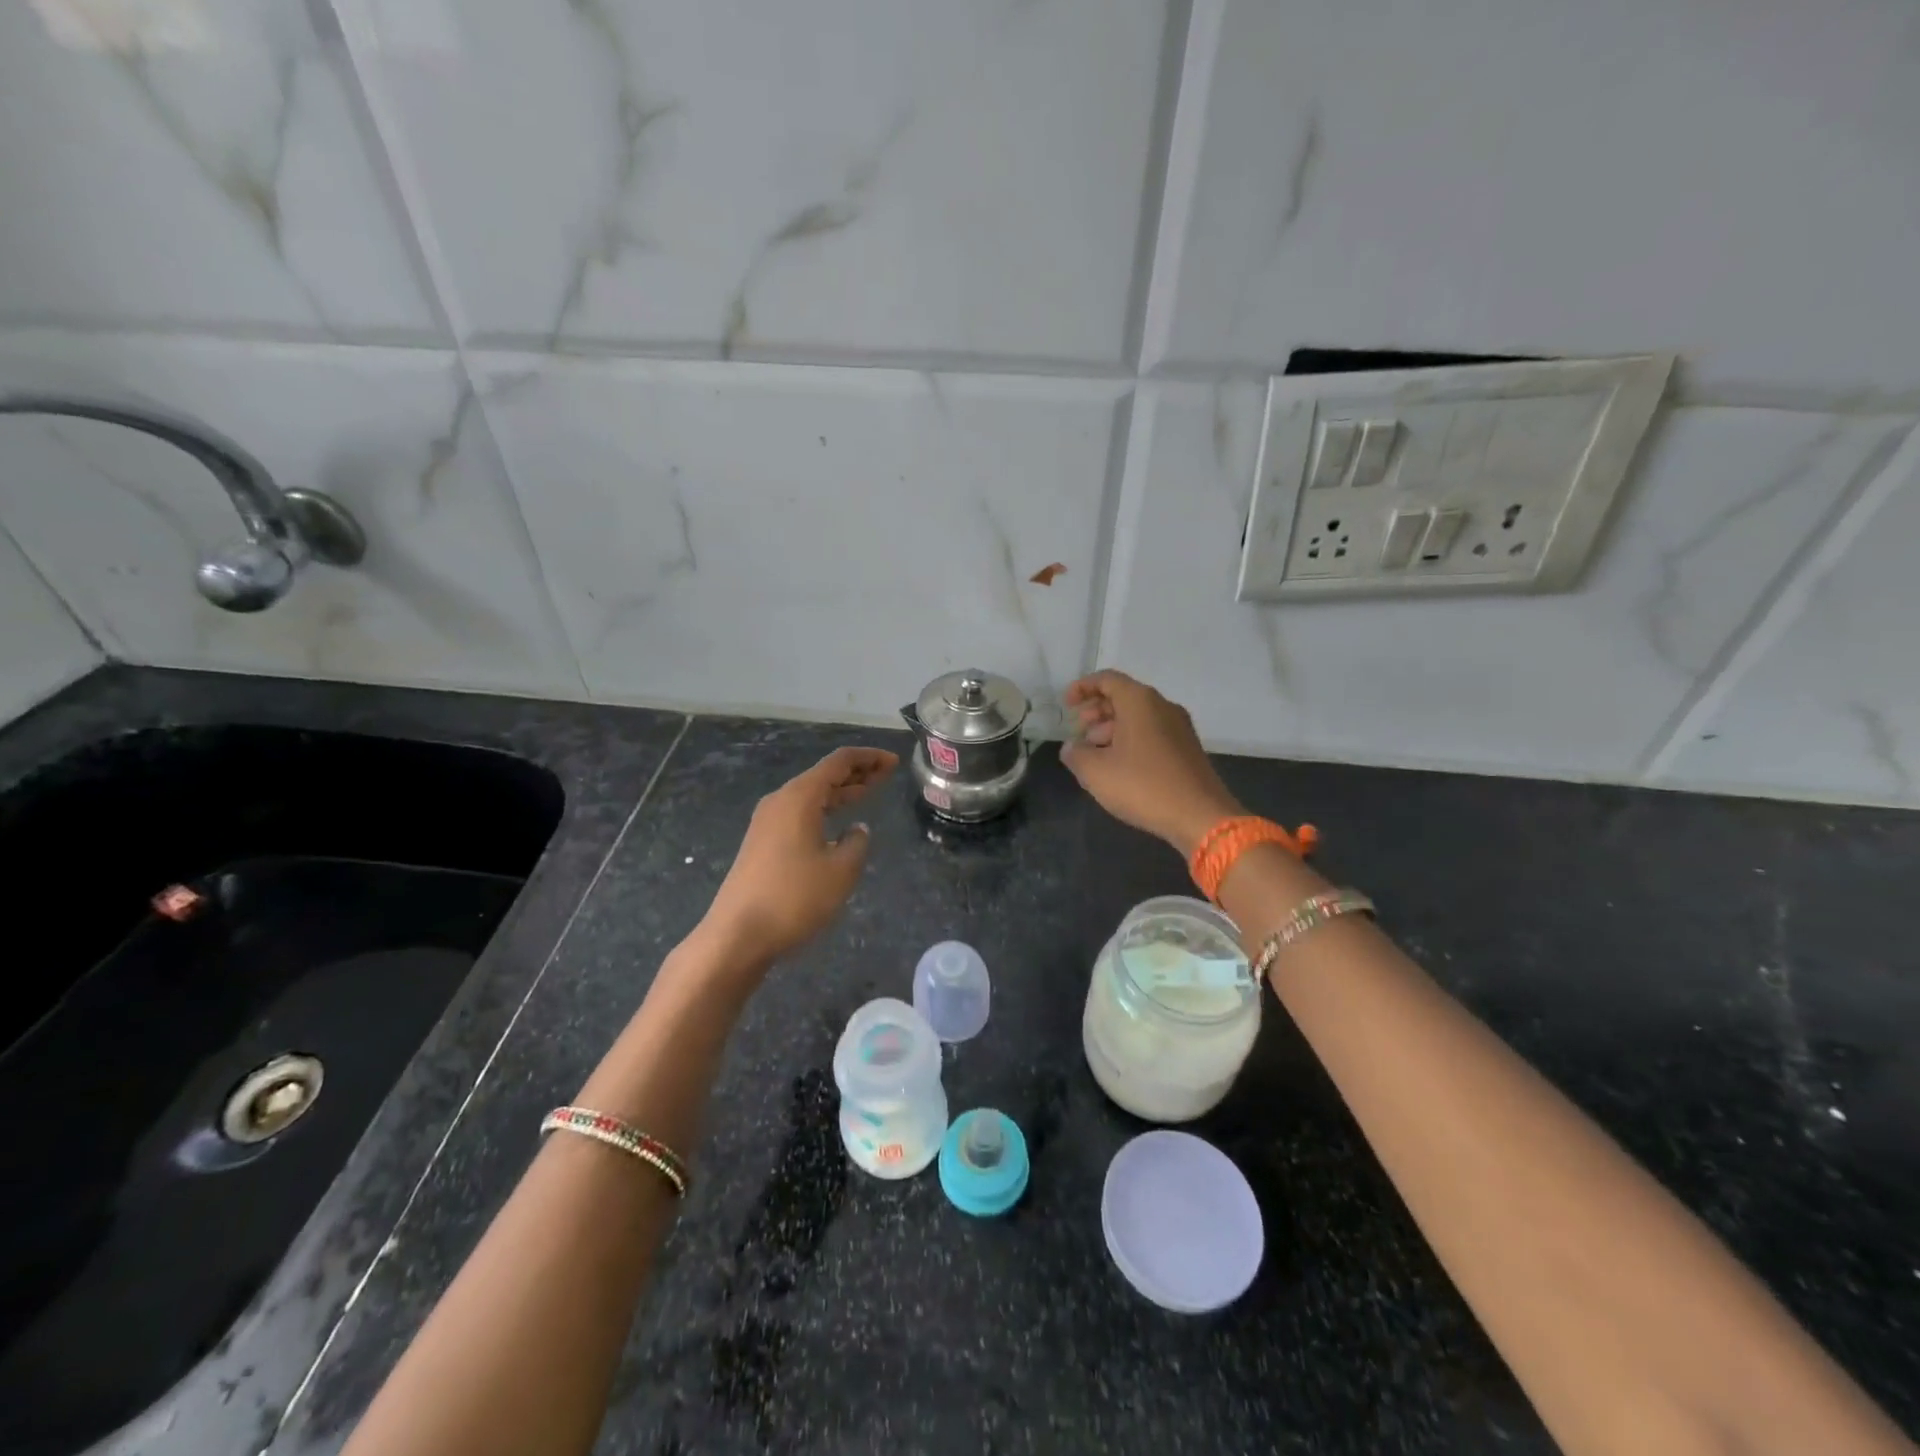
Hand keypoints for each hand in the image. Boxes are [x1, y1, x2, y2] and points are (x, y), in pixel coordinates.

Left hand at [701, 746, 897, 969]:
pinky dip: (824, 810)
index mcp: (799, 797)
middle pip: (823, 775)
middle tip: (888, 774)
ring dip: (840, 792)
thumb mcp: (841, 870)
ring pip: (811, 795)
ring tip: (868, 793)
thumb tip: (856, 829)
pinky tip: (838, 825)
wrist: (738, 935)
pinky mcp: (762, 843)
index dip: (869, 758)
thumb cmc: (794, 897)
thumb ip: (857, 843)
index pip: (839, 762)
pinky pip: (800, 813)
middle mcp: (780, 801)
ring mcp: (767, 823)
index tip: (894, 762)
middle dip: (857, 773)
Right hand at [1061, 671, 1242, 854]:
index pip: (1107, 679)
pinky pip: (1152, 733)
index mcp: (1140, 701)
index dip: (1082, 688)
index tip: (1066, 705)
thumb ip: (1075, 754)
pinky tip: (1118, 767)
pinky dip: (1130, 741)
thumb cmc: (1143, 786)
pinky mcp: (1187, 749)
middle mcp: (1163, 706)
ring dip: (1111, 729)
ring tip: (1094, 754)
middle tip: (1079, 732)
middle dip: (1096, 711)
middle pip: (1123, 696)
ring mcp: (1179, 728)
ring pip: (1138, 717)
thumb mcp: (1095, 772)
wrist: (1200, 817)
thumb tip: (1071, 747)